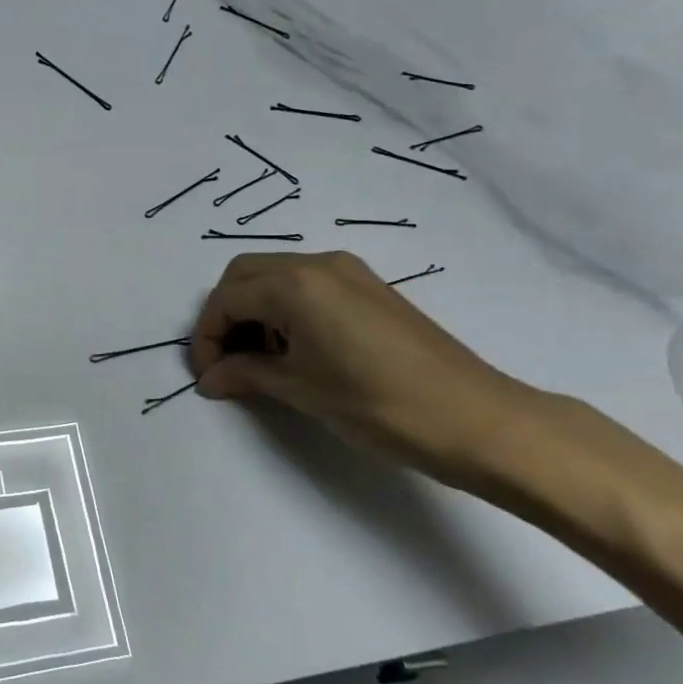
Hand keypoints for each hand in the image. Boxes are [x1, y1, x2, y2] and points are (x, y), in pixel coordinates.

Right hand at [190, 251, 544, 482]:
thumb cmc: (378, 405)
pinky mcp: (370, 288)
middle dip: (225, 315)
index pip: (226, 298)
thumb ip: (246, 375)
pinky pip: (307, 285)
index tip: (207, 375)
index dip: (206, 337)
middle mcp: (318, 264)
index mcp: (295, 285)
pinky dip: (285, 309)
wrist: (476, 419)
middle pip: (245, 274)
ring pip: (276, 276)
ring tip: (261, 361)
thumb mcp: (301, 390)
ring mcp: (348, 272)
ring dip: (254, 311)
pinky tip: (296, 351)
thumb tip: (209, 378)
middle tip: (227, 361)